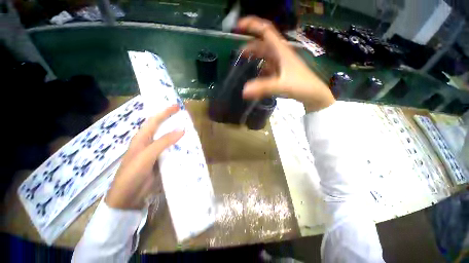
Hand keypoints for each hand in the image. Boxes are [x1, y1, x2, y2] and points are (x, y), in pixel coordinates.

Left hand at [105, 105, 183, 209]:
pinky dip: (179, 146)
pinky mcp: (161, 160)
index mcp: (142, 138)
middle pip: (162, 128)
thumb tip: (182, 129)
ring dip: (178, 134)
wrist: (128, 196)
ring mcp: (155, 152)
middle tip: (185, 116)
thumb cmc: (133, 173)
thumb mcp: (147, 155)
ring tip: (189, 129)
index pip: (154, 120)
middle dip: (172, 121)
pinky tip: (187, 145)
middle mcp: (149, 142)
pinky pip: (172, 150)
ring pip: (168, 139)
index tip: (177, 106)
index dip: (165, 112)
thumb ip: (164, 141)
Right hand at [237, 16, 334, 111]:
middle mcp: (280, 54)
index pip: (266, 31)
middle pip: (263, 44)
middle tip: (239, 53)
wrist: (315, 95)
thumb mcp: (283, 85)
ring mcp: (281, 64)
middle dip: (250, 45)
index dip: (253, 25)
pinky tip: (256, 76)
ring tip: (244, 63)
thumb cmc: (303, 86)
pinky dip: (260, 69)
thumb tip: (244, 91)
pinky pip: (268, 68)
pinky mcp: (281, 73)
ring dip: (255, 57)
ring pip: (265, 56)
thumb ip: (264, 88)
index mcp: (281, 50)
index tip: (239, 26)